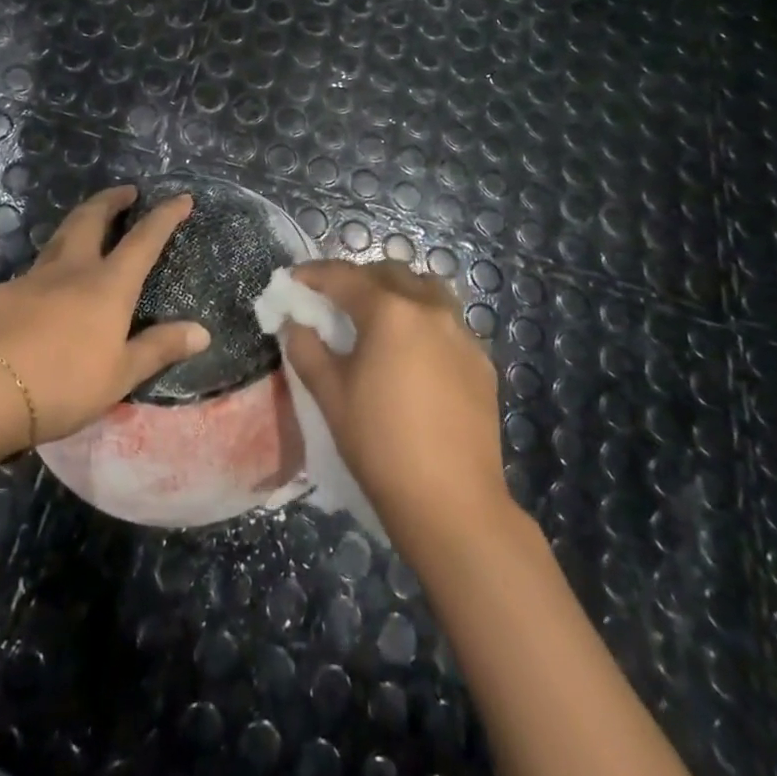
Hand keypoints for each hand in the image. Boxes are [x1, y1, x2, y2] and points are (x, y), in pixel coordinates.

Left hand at [0, 185, 209, 455]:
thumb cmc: (62, 385)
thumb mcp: (120, 375)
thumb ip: (159, 349)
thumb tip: (203, 332)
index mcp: (107, 286)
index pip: (144, 240)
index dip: (165, 216)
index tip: (181, 197)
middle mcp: (70, 270)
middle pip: (91, 219)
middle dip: (110, 200)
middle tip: (125, 191)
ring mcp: (30, 278)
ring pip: (56, 239)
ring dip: (76, 226)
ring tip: (85, 229)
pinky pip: (27, 277)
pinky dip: (42, 277)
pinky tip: (37, 300)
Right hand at [284, 260, 509, 543]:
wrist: (452, 502)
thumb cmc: (380, 444)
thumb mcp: (331, 396)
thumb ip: (307, 350)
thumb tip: (295, 324)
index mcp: (390, 312)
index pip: (344, 277)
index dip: (314, 274)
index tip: (294, 278)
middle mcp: (430, 309)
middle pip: (390, 273)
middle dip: (359, 278)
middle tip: (334, 299)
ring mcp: (462, 334)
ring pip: (427, 290)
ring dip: (399, 292)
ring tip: (379, 318)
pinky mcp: (482, 361)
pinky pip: (449, 322)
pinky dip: (425, 321)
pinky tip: (414, 354)